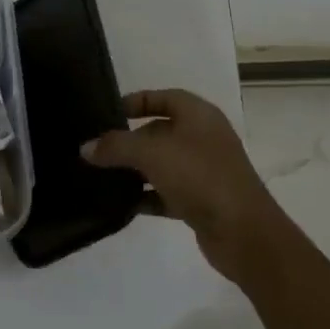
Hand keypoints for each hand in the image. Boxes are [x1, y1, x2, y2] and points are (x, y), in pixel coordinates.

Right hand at [82, 89, 288, 287]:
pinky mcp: (201, 201)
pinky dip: (146, 196)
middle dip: (129, 139)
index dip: (136, 101)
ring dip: (135, 170)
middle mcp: (203, 138)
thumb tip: (86, 148)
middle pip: (159, 131)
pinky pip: (166, 192)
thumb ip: (116, 146)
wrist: (243, 232)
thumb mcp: (151, 153)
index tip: (106, 113)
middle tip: (96, 149)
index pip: (163, 97)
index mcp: (199, 115)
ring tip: (101, 176)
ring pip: (161, 163)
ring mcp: (204, 171)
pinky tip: (121, 204)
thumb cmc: (200, 176)